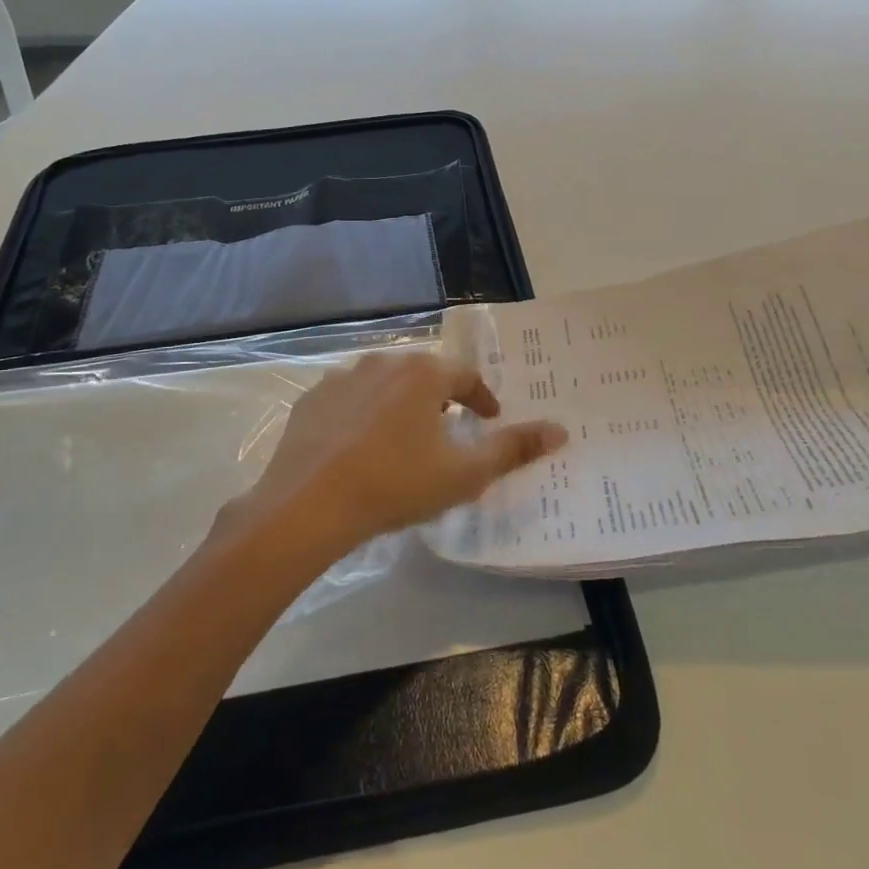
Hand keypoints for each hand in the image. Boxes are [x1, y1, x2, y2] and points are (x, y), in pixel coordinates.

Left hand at [236, 350, 567, 554]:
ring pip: (384, 384)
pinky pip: (349, 399)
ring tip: (404, 438)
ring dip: (401, 404)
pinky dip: (362, 415)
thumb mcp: (464, 474)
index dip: (482, 399)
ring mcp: (342, 378)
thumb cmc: (396, 484)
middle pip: (424, 375)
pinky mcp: (312, 399)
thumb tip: (560, 430)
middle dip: (441, 399)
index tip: (488, 420)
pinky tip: (359, 445)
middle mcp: (383, 362)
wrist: (308, 505)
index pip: (466, 377)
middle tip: (448, 430)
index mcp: (423, 373)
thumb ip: (513, 449)